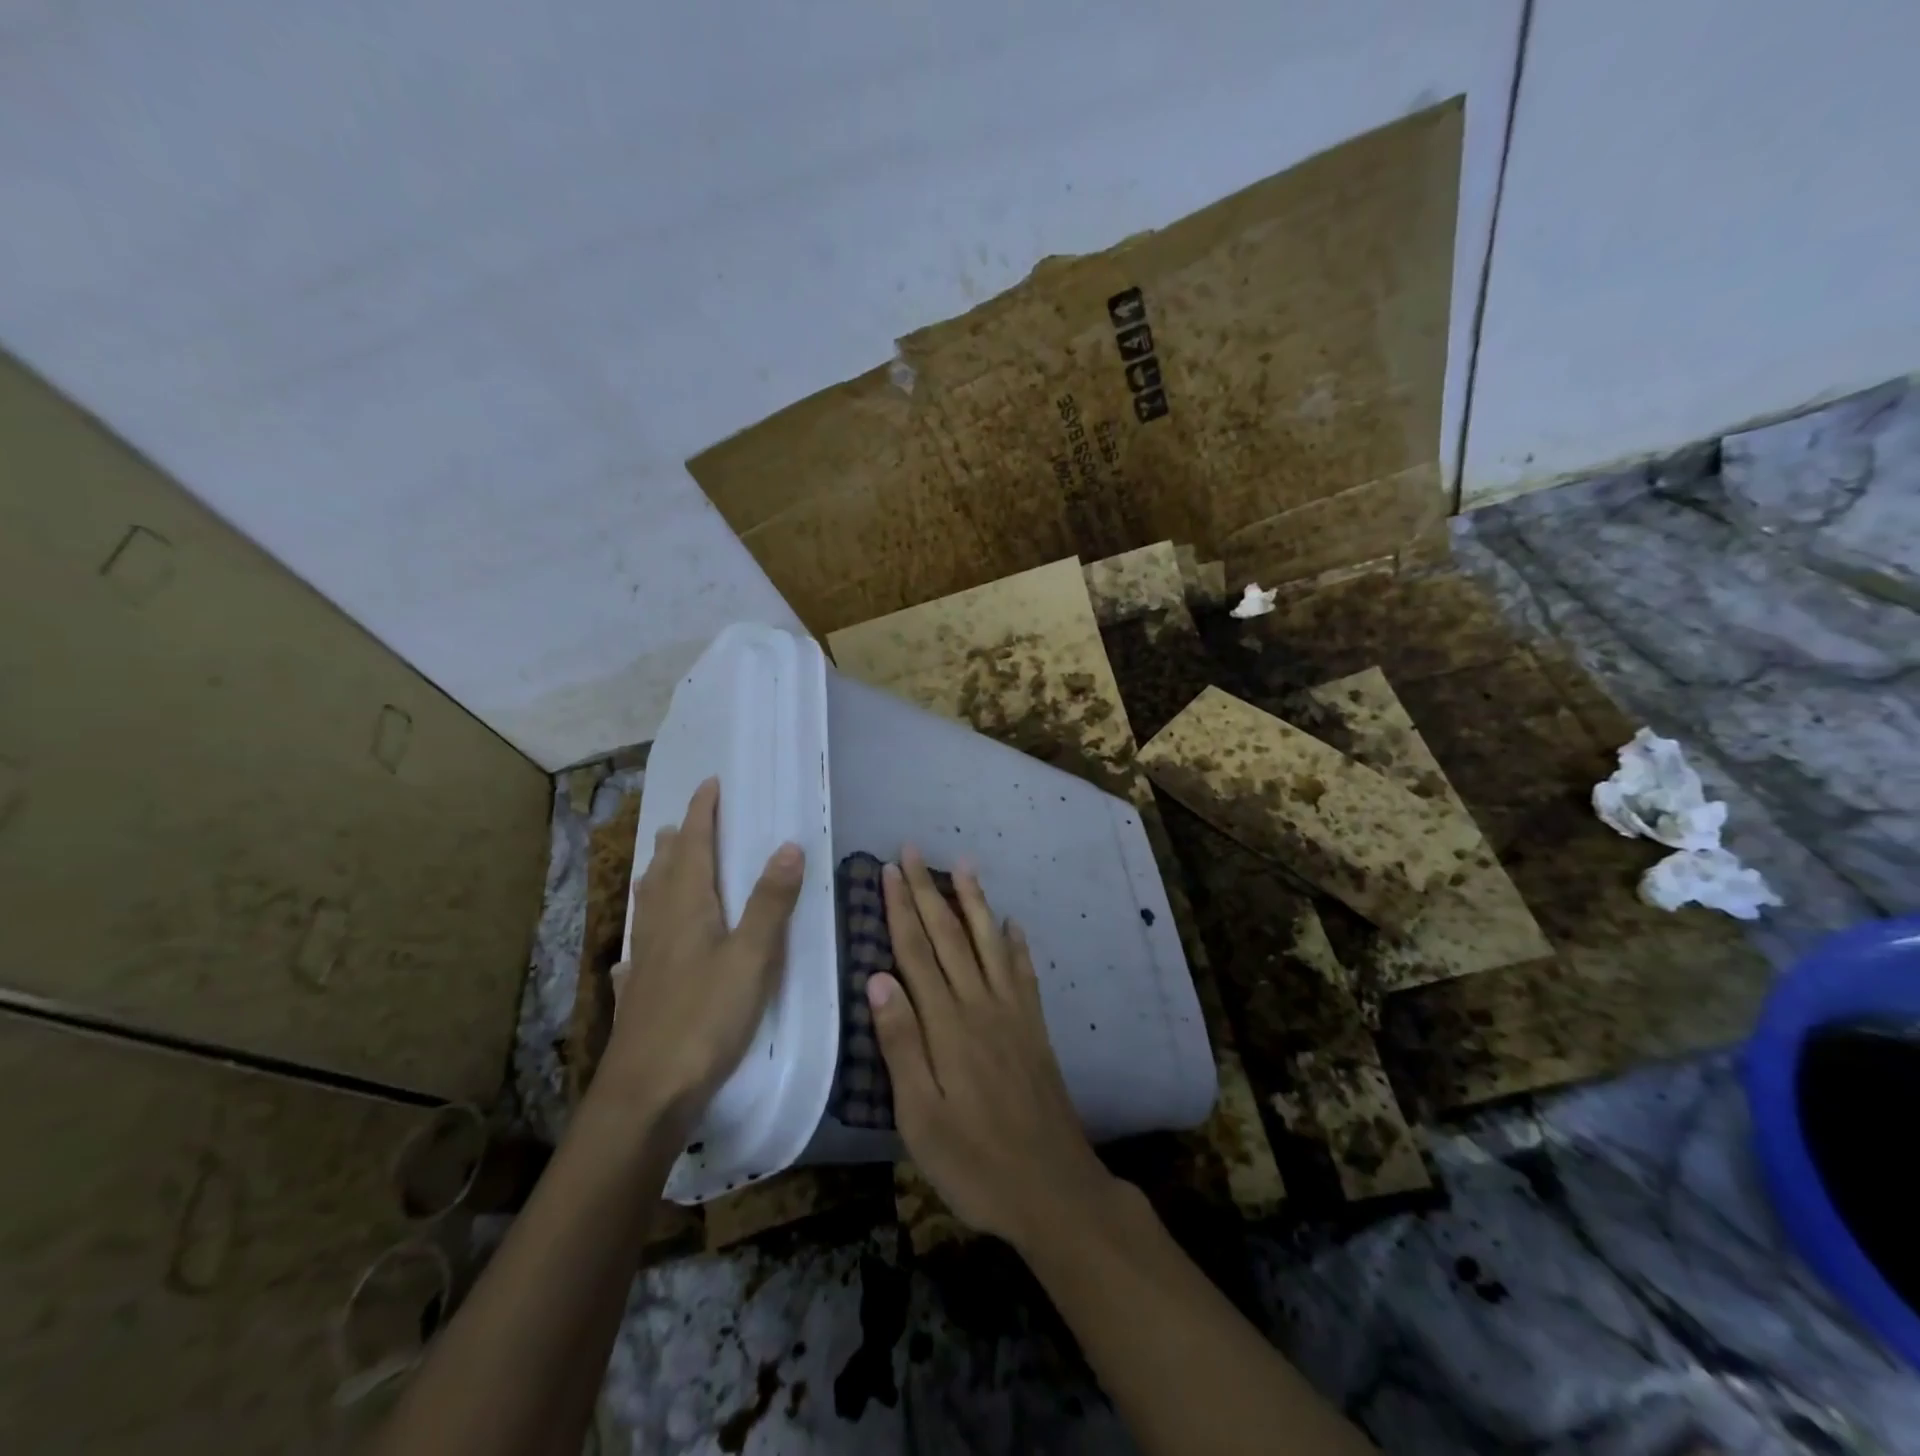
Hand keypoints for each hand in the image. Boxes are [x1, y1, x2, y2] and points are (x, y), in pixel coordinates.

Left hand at [600, 778, 803, 1131]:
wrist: (647, 1093)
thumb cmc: (705, 1017)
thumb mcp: (752, 956)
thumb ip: (770, 901)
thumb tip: (788, 845)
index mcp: (687, 907)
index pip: (694, 845)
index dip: (702, 813)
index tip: (710, 784)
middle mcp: (660, 924)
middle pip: (666, 870)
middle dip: (679, 840)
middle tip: (688, 821)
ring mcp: (644, 960)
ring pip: (649, 904)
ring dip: (658, 876)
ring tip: (663, 864)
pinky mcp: (638, 993)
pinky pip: (640, 948)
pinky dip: (643, 933)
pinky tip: (635, 953)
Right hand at [869, 846, 1117, 1247]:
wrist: (1053, 1189)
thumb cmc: (975, 1162)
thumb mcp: (920, 1117)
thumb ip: (900, 1044)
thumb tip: (877, 978)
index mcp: (947, 1025)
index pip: (917, 952)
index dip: (901, 909)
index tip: (889, 871)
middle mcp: (981, 1005)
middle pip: (950, 936)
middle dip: (929, 890)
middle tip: (913, 851)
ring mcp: (1013, 1013)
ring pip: (989, 942)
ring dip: (974, 901)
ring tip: (964, 864)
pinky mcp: (1035, 1028)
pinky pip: (1023, 972)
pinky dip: (1015, 943)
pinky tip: (1011, 924)